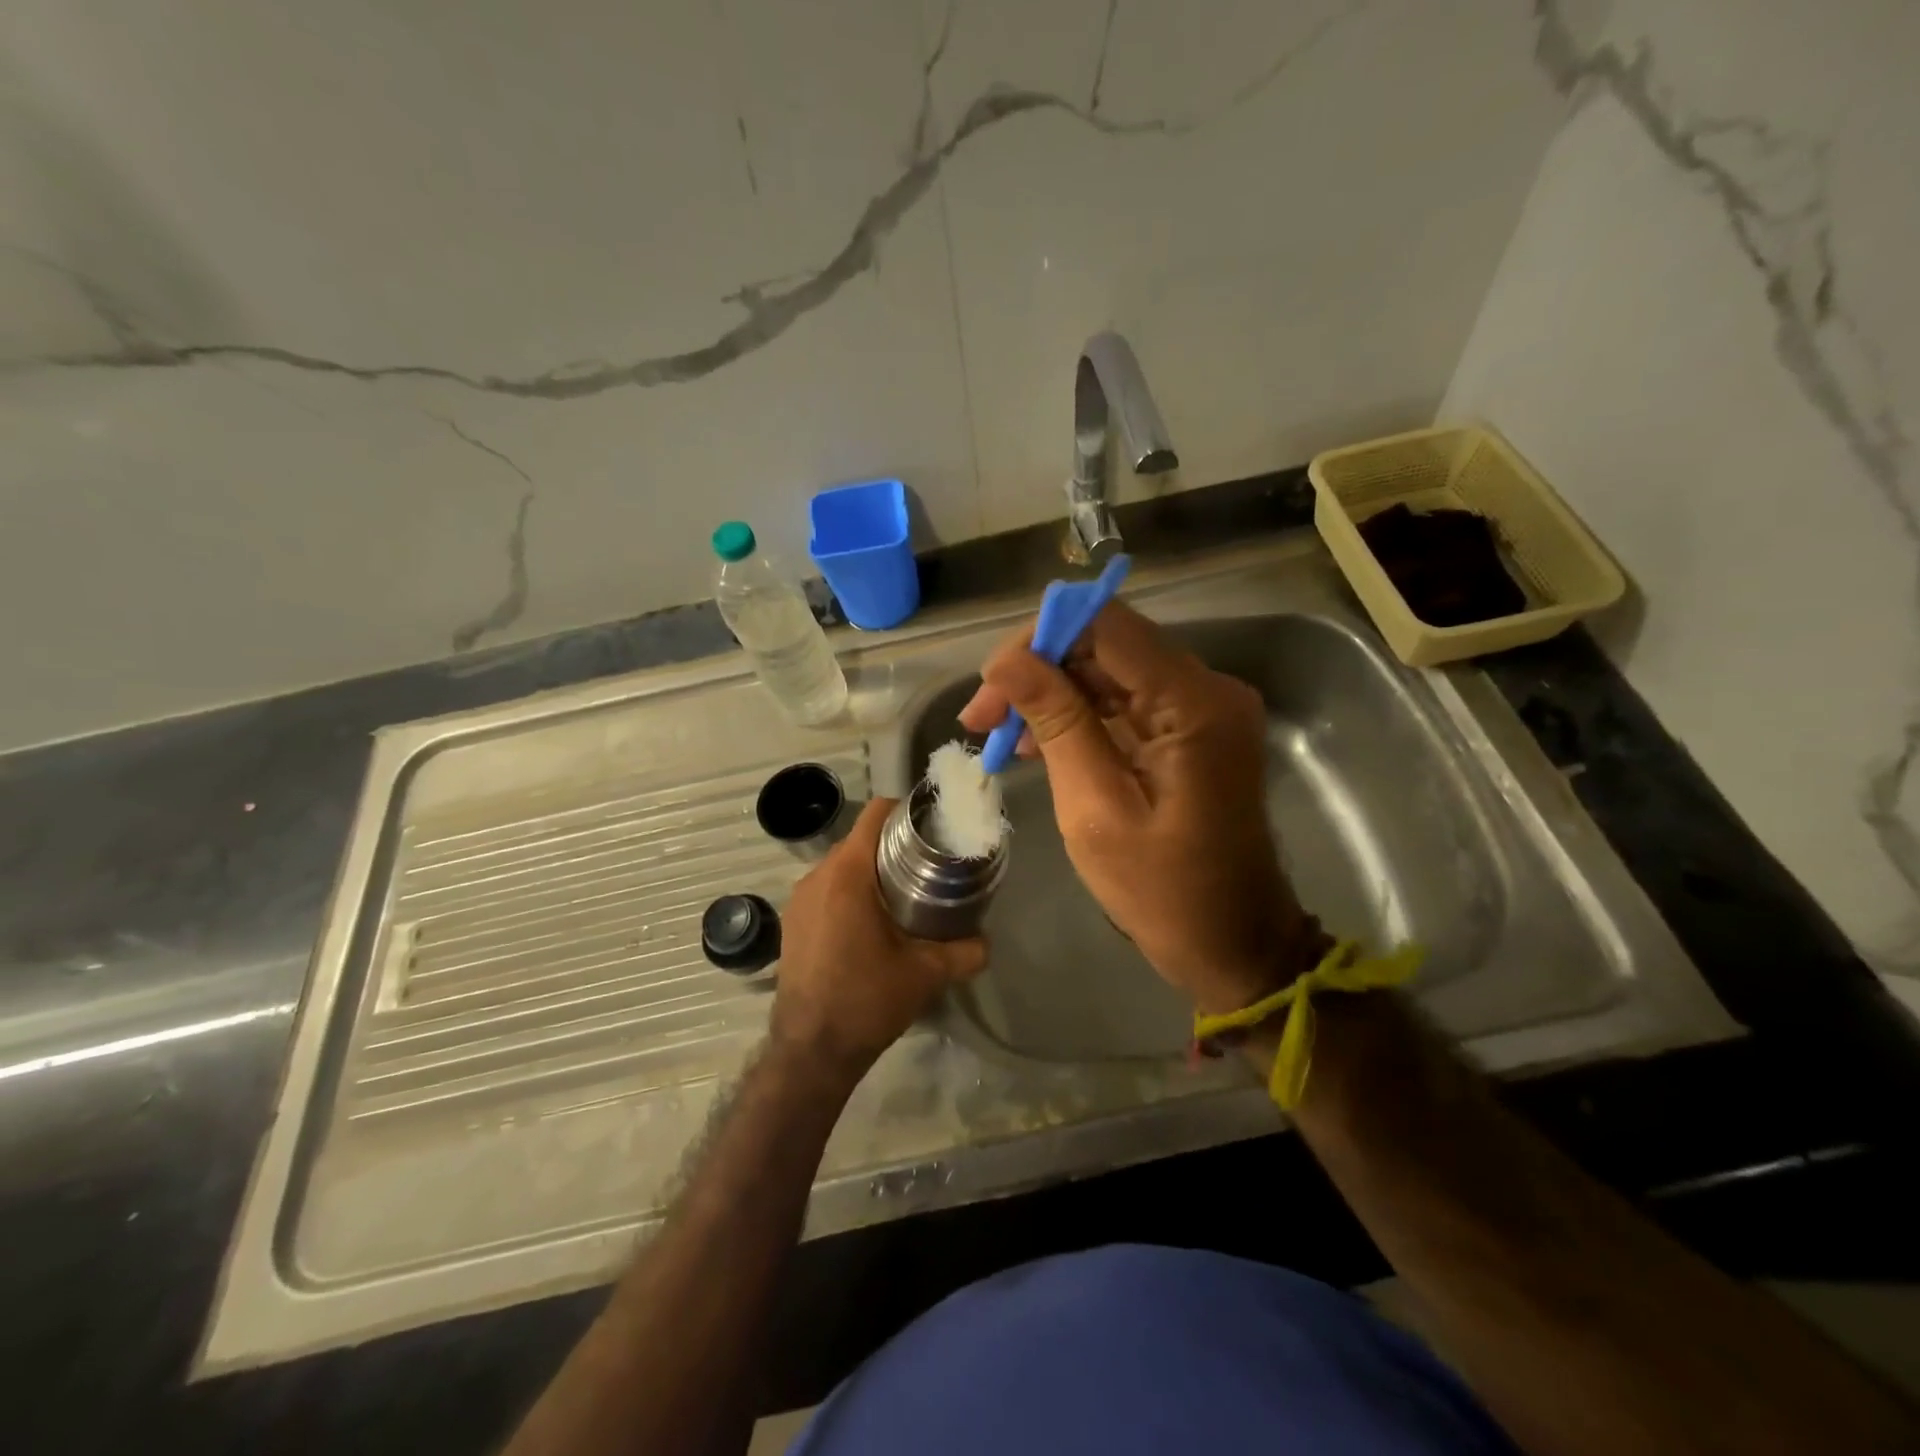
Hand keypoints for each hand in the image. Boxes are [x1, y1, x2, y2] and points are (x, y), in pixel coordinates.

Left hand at [770, 797, 986, 1080]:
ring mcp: (799, 899)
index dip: (905, 811)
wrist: (811, 1051)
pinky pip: (825, 889)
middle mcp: (817, 876)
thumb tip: (986, 942)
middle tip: (927, 864)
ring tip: (901, 893)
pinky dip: (848, 892)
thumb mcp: (926, 974)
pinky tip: (869, 922)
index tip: (931, 826)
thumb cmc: (867, 1000)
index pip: (875, 814)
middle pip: (859, 839)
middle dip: (892, 845)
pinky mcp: (791, 922)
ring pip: (840, 865)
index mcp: (848, 874)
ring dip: (870, 870)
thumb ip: (965, 951)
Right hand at [959, 602, 1324, 1014]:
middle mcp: (1207, 687)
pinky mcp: (1191, 729)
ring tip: (999, 736)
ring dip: (1051, 694)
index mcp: (1194, 702)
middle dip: (1037, 671)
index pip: (1105, 625)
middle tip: (982, 719)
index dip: (1038, 640)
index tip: (991, 687)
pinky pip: (1125, 701)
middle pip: (1106, 643)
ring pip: (1109, 670)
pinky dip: (1078, 715)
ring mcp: (1202, 707)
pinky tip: (1036, 745)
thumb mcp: (1096, 807)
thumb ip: (1057, 723)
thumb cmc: (1161, 889)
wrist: (1229, 941)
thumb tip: (1005, 662)